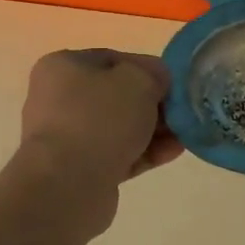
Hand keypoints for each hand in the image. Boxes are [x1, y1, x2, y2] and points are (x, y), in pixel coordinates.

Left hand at [18, 50, 182, 216]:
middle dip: (153, 104)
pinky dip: (145, 152)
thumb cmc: (100, 119)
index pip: (113, 60)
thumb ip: (153, 74)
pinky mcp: (80, 170)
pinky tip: (174, 152)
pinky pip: (119, 155)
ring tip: (185, 135)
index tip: (173, 84)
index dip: (147, 69)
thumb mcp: (138, 81)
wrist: (69, 184)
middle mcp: (59, 100)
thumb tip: (157, 81)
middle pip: (117, 97)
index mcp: (63, 67)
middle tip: (182, 112)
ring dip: (153, 130)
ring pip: (119, 129)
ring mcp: (68, 138)